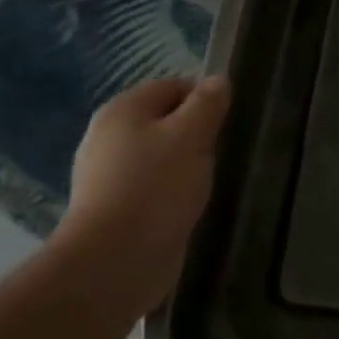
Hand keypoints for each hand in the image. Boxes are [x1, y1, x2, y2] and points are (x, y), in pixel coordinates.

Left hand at [54, 76, 230, 313]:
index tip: (230, 121)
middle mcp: (108, 136)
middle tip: (224, 151)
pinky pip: (152, 185)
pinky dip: (173, 190)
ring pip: (159, 155)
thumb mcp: (191, 136)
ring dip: (186, 163)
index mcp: (122, 110)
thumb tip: (218, 79)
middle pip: (163, 121)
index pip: (171, 86)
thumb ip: (206, 105)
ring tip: (212, 179)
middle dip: (196, 132)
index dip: (204, 97)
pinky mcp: (115, 207)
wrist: (116, 258)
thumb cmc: (156, 187)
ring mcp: (108, 174)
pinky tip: (190, 204)